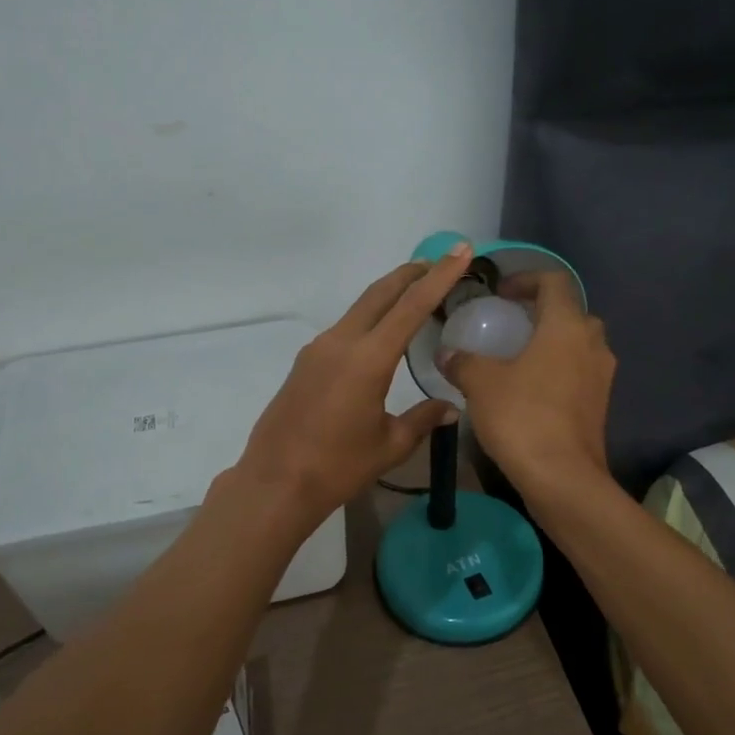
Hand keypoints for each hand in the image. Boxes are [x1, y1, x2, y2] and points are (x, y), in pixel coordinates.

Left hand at [233, 245, 473, 523]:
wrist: (275, 483)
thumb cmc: (338, 467)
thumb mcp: (389, 445)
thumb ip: (422, 419)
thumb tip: (450, 408)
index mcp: (367, 359)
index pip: (410, 306)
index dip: (439, 276)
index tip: (459, 251)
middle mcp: (341, 342)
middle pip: (380, 293)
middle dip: (411, 273)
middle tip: (439, 262)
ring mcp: (318, 349)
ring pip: (360, 308)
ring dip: (388, 295)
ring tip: (415, 295)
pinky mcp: (305, 362)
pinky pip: (344, 328)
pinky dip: (369, 318)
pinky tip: (380, 335)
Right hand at [440, 270, 614, 494]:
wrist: (563, 478)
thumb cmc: (522, 417)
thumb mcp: (481, 384)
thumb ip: (463, 361)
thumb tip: (446, 353)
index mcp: (567, 326)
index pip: (554, 281)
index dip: (526, 279)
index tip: (501, 293)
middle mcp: (593, 344)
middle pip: (571, 312)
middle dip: (541, 312)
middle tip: (509, 324)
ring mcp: (602, 376)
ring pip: (578, 345)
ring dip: (551, 343)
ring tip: (516, 358)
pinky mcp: (600, 405)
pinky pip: (579, 373)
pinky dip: (557, 370)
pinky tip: (529, 390)